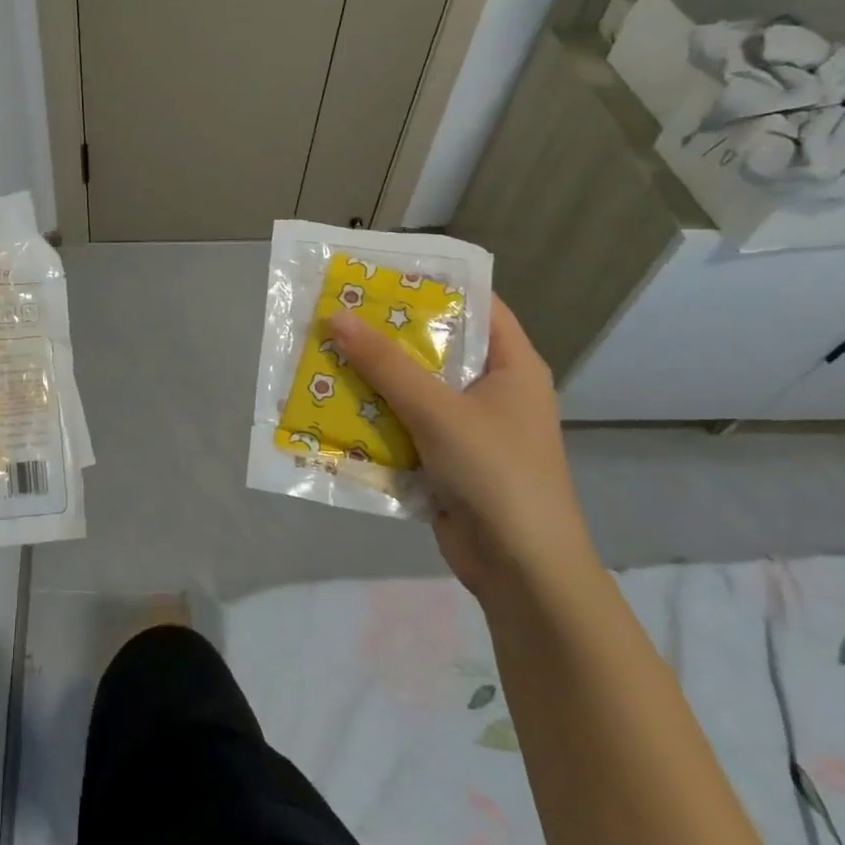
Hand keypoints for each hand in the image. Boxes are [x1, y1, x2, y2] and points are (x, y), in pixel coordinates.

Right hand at [327, 295, 596, 601]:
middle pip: (435, 348)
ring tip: (322, 353)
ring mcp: (468, 429)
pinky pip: (403, 427)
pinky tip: (332, 407)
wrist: (522, 572)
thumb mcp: (438, 411)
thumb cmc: (496, 475)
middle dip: (385, 335)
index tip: (380, 273)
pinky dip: (373, 418)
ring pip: (412, 390)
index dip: (432, 284)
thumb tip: (335, 316)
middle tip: (335, 312)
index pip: (476, 305)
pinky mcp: (445, 461)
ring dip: (371, 379)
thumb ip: (386, 365)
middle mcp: (492, 391)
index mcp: (512, 366)